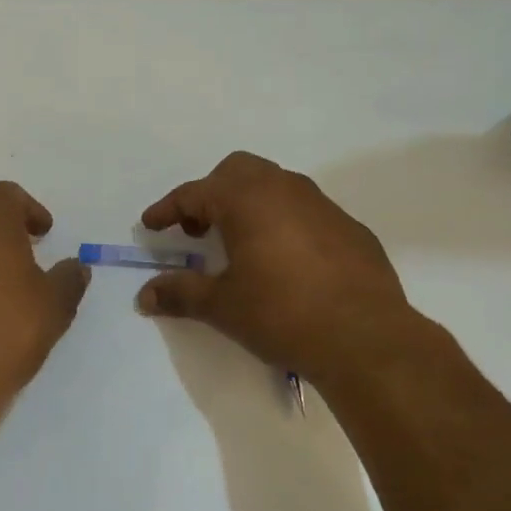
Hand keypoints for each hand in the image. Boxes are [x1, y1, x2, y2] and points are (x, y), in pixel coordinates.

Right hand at [136, 152, 429, 389]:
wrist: (366, 338)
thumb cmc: (282, 314)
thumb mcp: (223, 306)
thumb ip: (181, 293)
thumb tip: (145, 295)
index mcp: (247, 199)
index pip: (194, 193)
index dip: (168, 209)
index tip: (151, 224)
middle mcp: (284, 188)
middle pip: (236, 172)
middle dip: (211, 195)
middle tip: (198, 231)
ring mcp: (322, 204)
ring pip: (275, 186)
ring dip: (249, 205)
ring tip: (241, 244)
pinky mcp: (350, 227)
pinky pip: (305, 210)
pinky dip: (283, 222)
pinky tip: (286, 261)